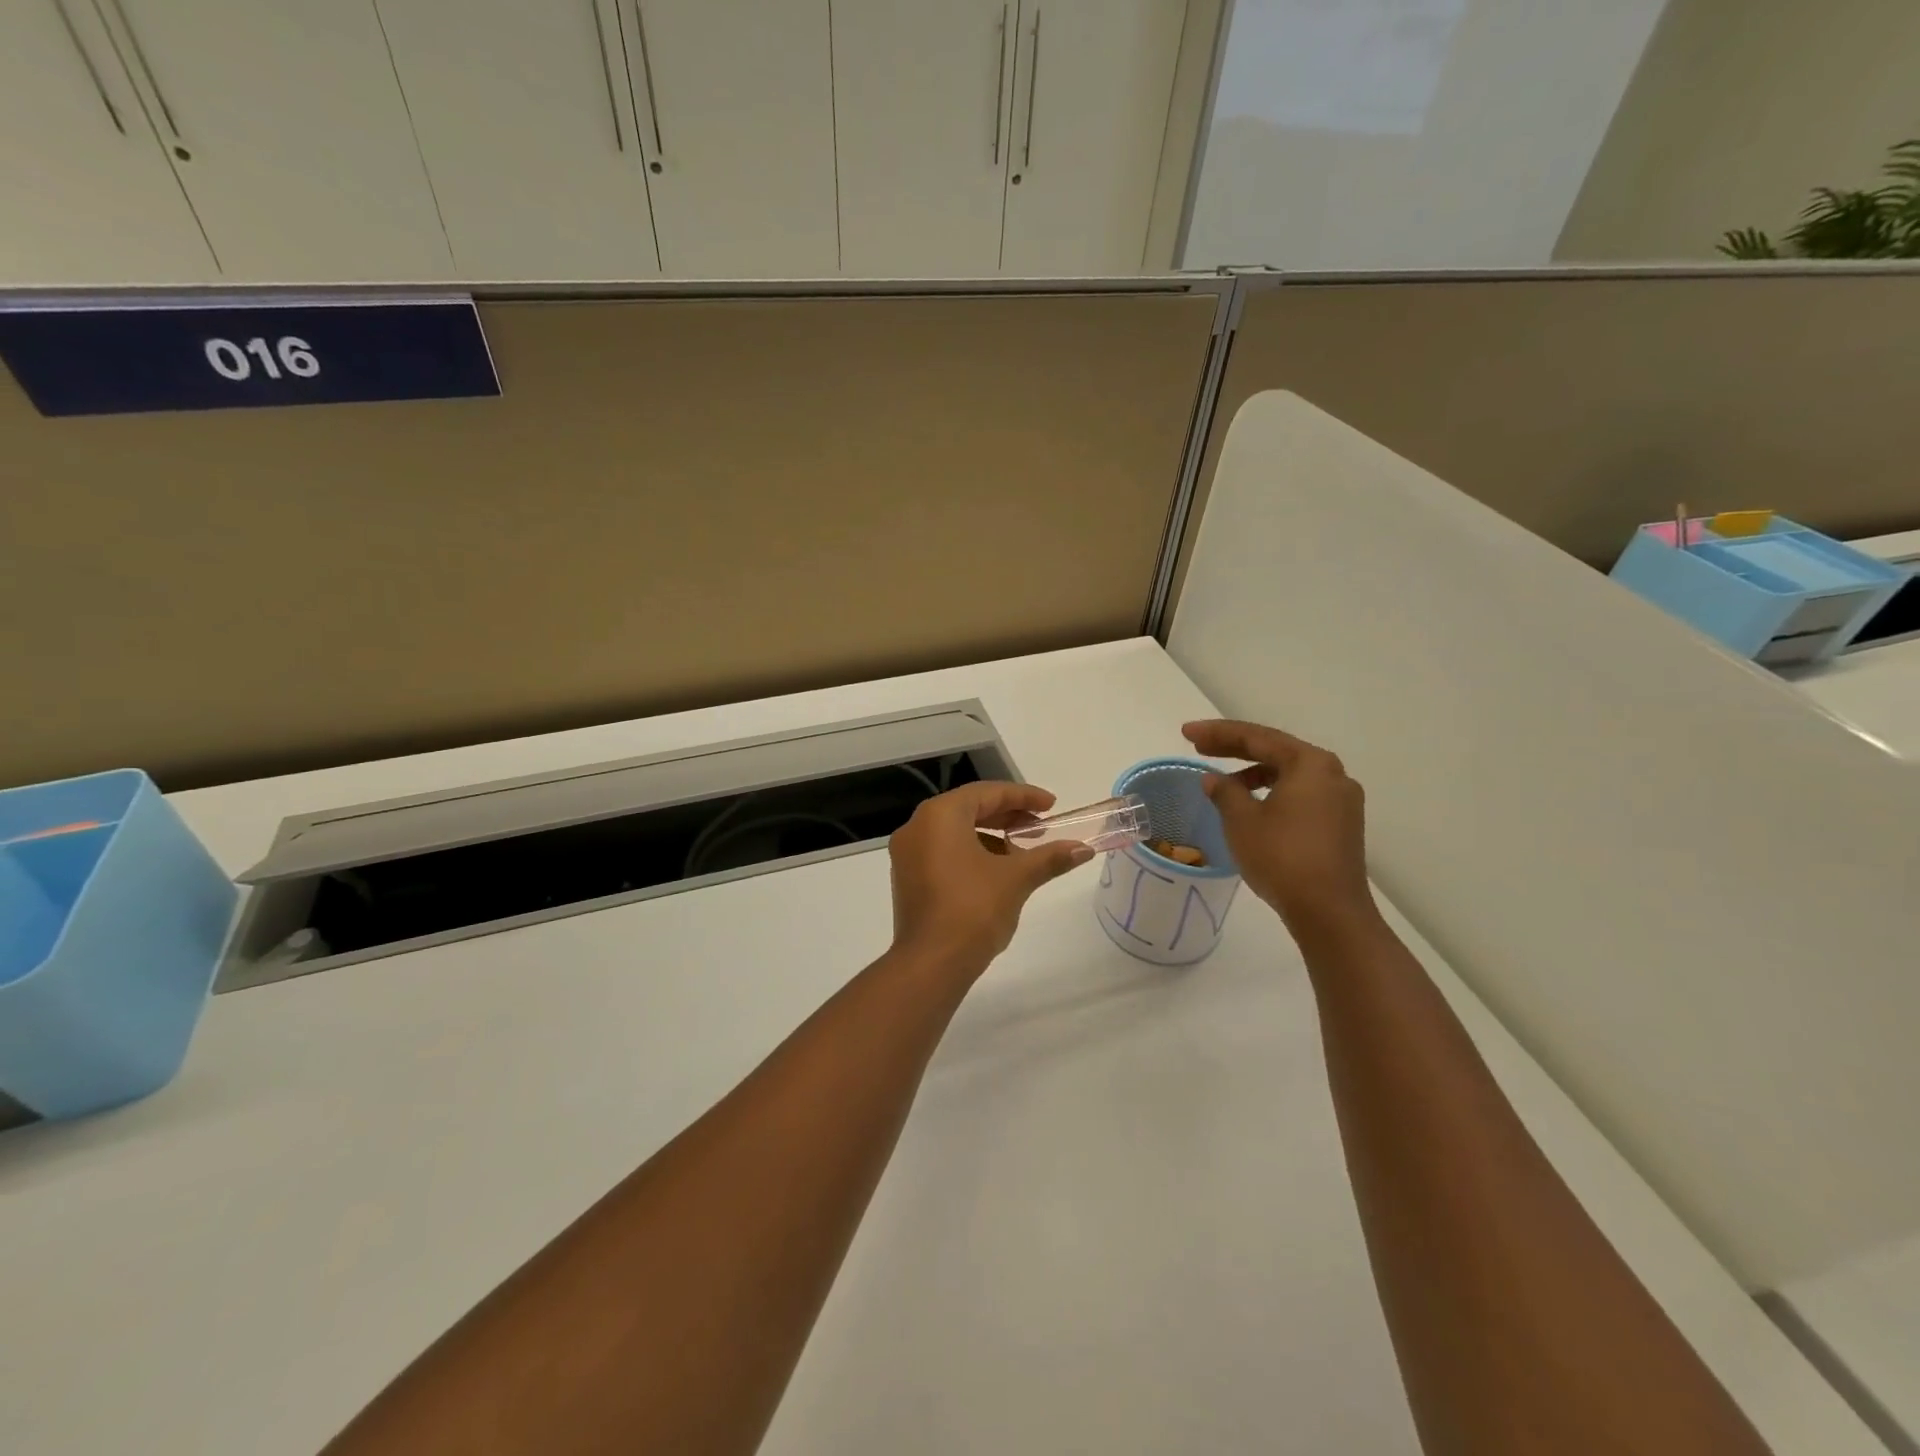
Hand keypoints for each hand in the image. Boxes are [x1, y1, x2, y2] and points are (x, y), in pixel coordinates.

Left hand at [888, 782, 1093, 980]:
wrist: (931, 963)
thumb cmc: (973, 909)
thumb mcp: (1017, 878)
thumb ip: (1049, 857)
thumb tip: (1083, 849)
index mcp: (939, 815)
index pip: (987, 793)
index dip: (1024, 796)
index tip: (1052, 806)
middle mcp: (917, 826)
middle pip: (969, 809)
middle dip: (1008, 816)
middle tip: (1040, 828)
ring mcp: (907, 854)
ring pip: (955, 832)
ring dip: (990, 836)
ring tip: (1022, 854)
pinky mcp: (907, 878)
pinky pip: (943, 852)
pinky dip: (970, 853)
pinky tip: (996, 873)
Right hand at [1182, 720, 1378, 937]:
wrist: (1329, 912)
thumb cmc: (1282, 857)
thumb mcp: (1242, 821)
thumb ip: (1225, 792)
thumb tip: (1214, 779)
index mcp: (1310, 764)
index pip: (1256, 737)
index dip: (1217, 733)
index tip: (1186, 733)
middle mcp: (1332, 774)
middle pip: (1276, 751)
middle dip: (1235, 749)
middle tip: (1199, 747)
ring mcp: (1342, 801)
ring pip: (1290, 775)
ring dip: (1254, 773)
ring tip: (1222, 784)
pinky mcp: (1342, 825)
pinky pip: (1301, 795)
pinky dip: (1273, 793)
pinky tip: (1252, 807)